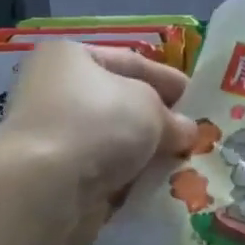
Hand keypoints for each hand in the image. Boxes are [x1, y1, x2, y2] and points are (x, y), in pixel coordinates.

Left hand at [0, 41, 197, 244]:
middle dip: (158, 120)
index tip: (198, 97)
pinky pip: (104, 172)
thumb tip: (184, 131)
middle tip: (194, 135)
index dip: (167, 78)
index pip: (130, 61)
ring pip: (114, 141)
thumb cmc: (98, 125)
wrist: (46, 187)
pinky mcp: (56, 177)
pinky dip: (129, 178)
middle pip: (121, 104)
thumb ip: (172, 116)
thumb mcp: (149, 107)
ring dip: (146, 153)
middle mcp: (55, 91)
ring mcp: (54, 136)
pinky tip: (158, 186)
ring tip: (183, 163)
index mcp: (70, 57)